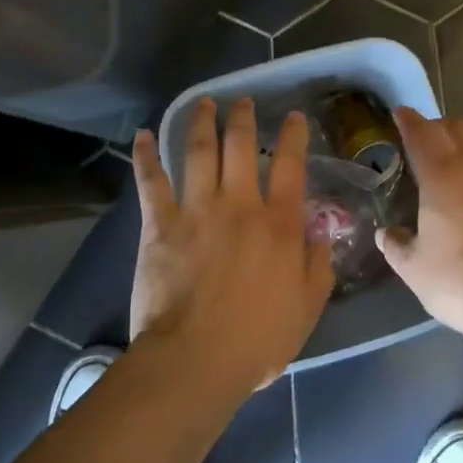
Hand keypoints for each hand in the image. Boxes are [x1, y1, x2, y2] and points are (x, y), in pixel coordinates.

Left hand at [128, 97, 333, 396]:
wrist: (195, 361)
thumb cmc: (256, 341)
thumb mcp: (306, 309)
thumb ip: (318, 267)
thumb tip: (320, 233)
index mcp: (279, 224)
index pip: (291, 166)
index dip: (293, 136)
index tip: (293, 117)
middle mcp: (240, 204)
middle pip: (241, 147)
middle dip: (242, 118)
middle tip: (242, 101)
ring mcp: (197, 210)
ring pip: (199, 151)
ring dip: (201, 122)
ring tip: (203, 102)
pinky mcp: (161, 224)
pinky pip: (151, 181)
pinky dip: (145, 155)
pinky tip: (143, 134)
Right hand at [377, 108, 462, 346]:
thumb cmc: (462, 284)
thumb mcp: (415, 271)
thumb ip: (397, 246)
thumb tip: (386, 234)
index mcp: (442, 177)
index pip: (421, 134)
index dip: (408, 120)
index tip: (400, 113)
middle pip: (459, 128)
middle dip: (440, 127)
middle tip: (427, 139)